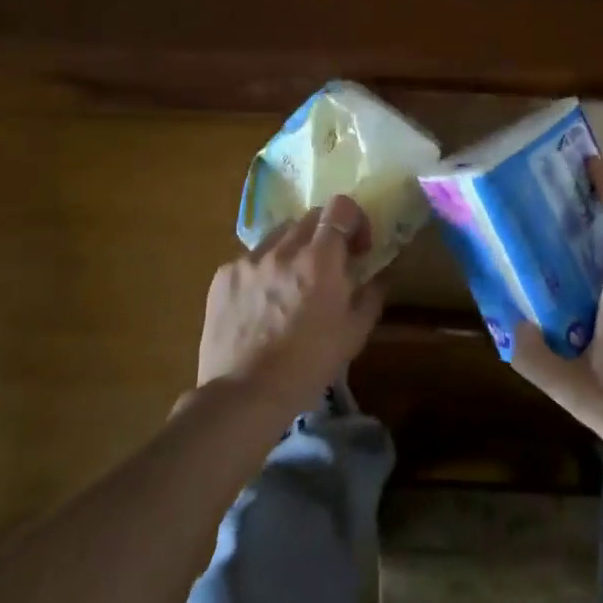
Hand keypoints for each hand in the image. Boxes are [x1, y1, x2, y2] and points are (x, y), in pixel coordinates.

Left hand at [195, 194, 384, 419]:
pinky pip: (251, 259)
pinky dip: (264, 270)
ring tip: (292, 284)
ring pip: (279, 235)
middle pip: (309, 217)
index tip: (357, 248)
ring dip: (293, 249)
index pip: (340, 208)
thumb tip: (380, 275)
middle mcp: (283, 249)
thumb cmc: (307, 365)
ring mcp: (249, 259)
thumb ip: (372, 295)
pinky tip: (262, 303)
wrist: (243, 395)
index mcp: (319, 259)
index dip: (354, 219)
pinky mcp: (223, 275)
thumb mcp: (354, 334)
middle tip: (329, 266)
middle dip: (325, 234)